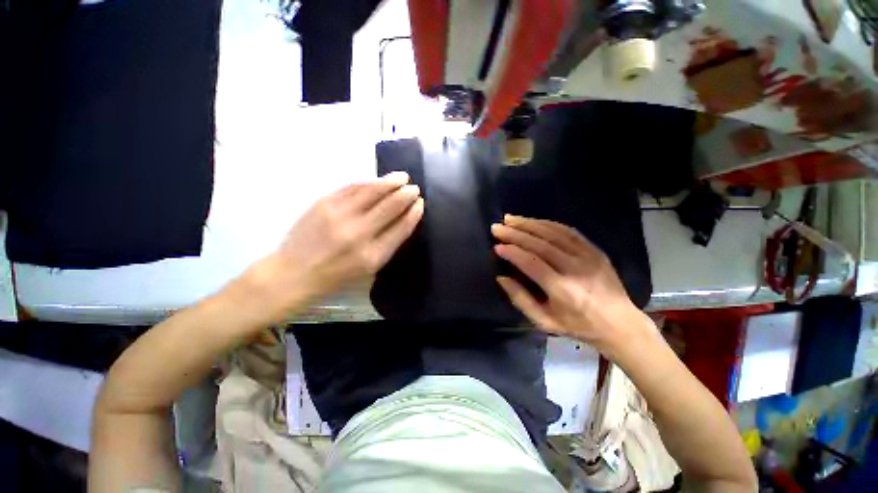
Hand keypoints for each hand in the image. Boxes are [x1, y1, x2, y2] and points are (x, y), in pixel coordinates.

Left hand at [249, 172, 422, 314]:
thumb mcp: (369, 268)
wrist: (294, 273)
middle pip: (390, 206)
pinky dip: (369, 182)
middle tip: (414, 187)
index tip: (420, 203)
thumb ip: (388, 244)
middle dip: (406, 194)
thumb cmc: (337, 275)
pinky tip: (378, 180)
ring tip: (402, 177)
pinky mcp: (324, 203)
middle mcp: (359, 233)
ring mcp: (340, 215)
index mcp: (373, 255)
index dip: (414, 213)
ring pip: (373, 191)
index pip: (401, 227)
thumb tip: (404, 219)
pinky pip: (353, 187)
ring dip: (391, 182)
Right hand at [491, 215, 643, 346]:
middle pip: (540, 244)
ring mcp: (588, 256)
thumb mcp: (544, 321)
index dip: (512, 252)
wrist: (621, 324)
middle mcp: (576, 268)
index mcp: (563, 289)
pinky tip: (533, 221)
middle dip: (515, 233)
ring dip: (529, 224)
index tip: (496, 246)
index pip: (532, 263)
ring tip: (510, 219)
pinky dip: (548, 224)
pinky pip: (569, 231)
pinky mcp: (595, 250)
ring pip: (554, 233)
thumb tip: (501, 278)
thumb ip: (520, 299)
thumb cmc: (578, 326)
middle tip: (497, 227)